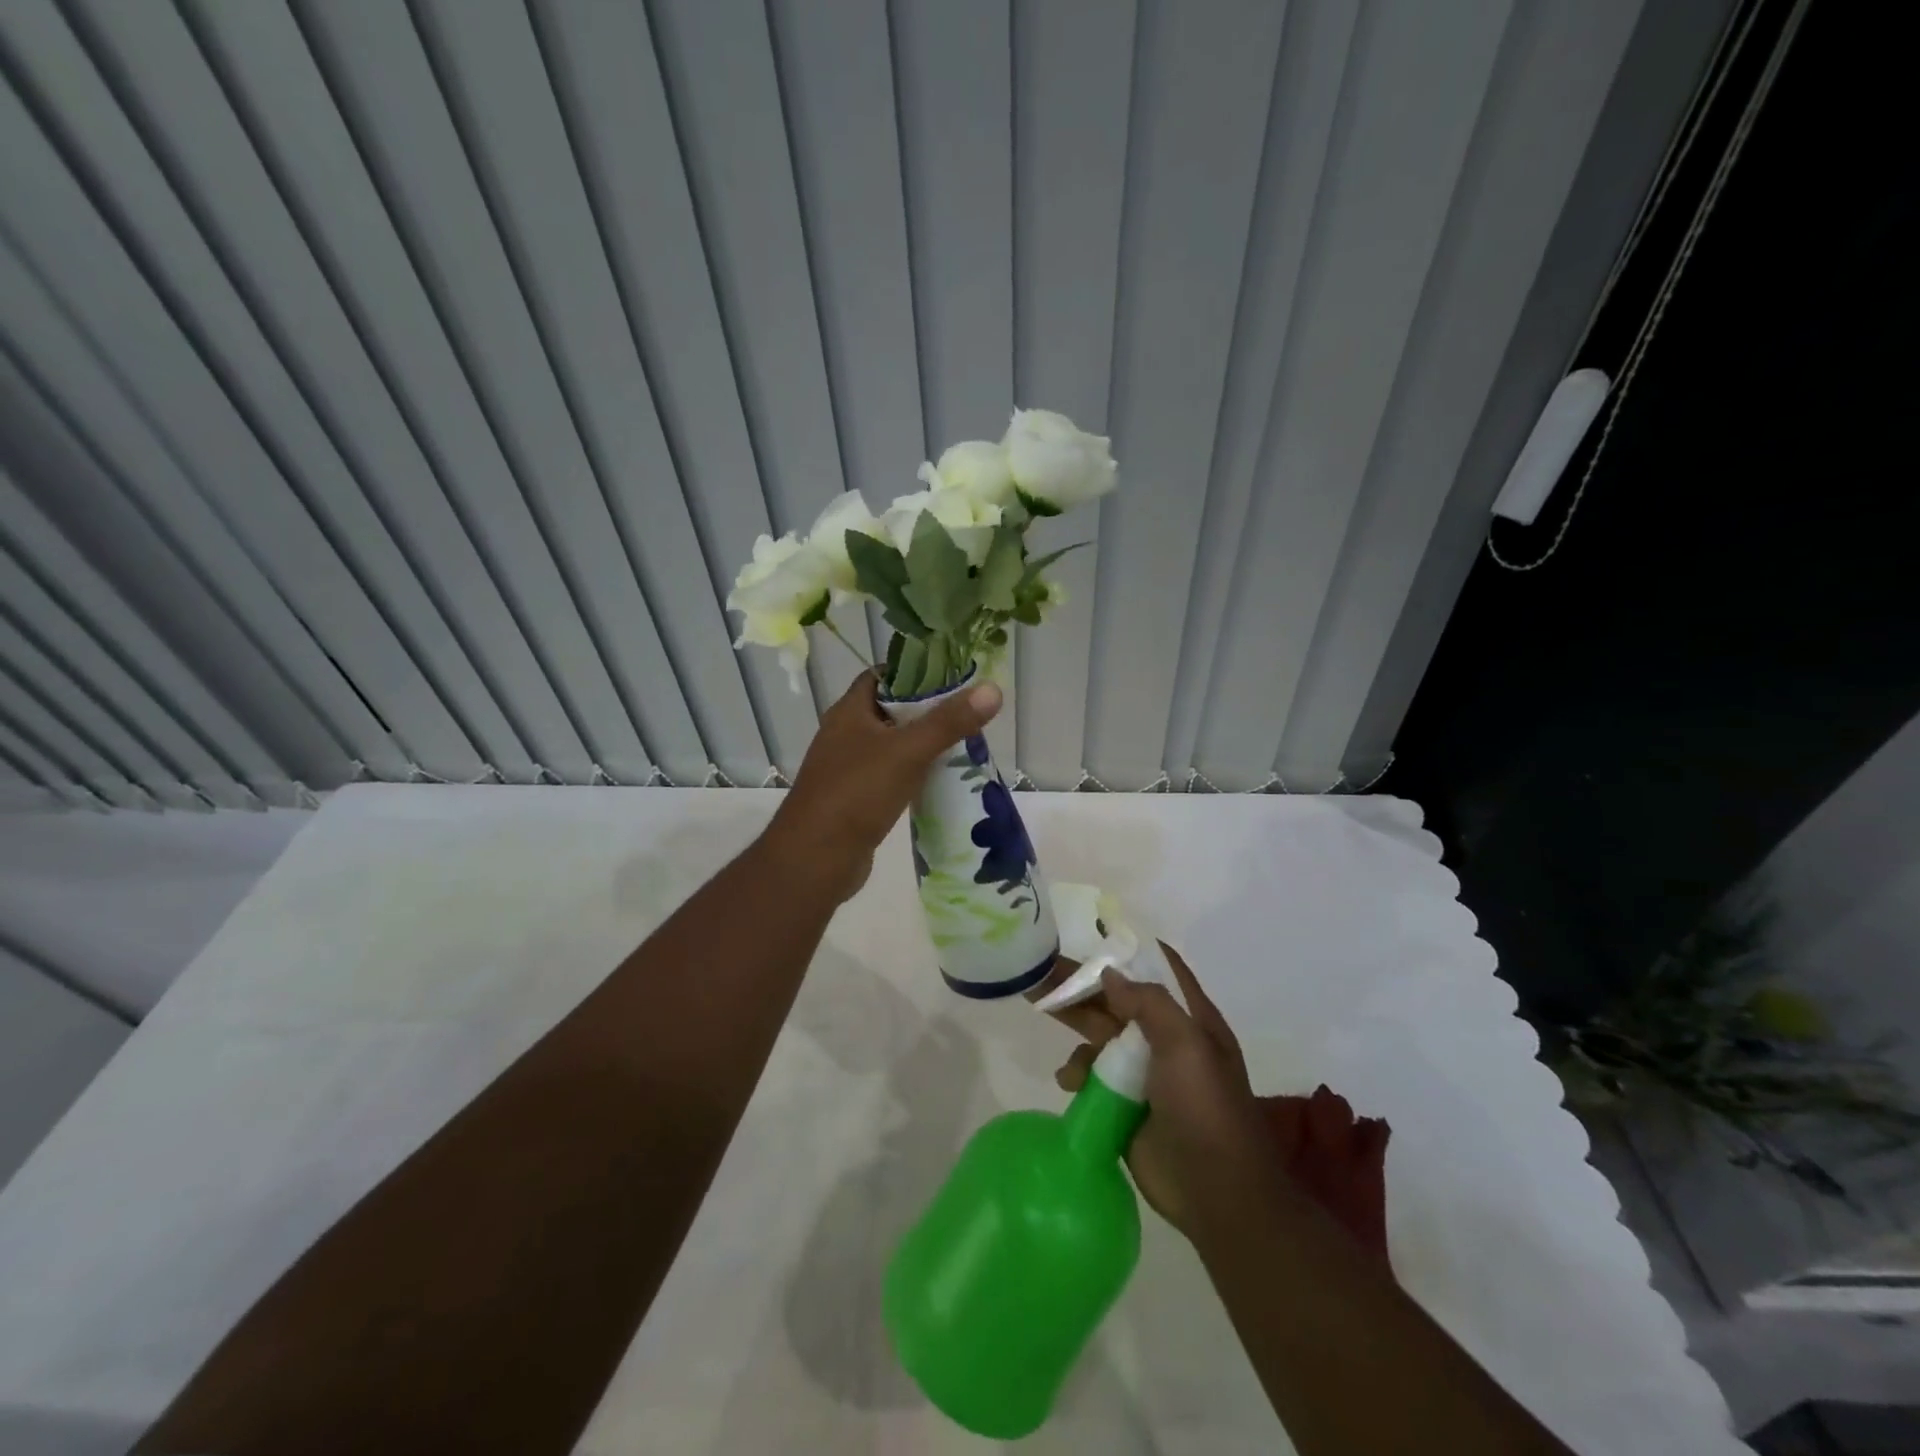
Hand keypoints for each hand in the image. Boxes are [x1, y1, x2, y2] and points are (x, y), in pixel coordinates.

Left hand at [764, 670, 1001, 901]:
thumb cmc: (856, 794)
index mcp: (849, 712)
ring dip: (922, 745)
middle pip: (890, 711)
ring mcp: (847, 769)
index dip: (915, 671)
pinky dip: (913, 775)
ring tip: (962, 745)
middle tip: (966, 713)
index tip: (952, 676)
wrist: (815, 860)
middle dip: (927, 710)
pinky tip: (939, 782)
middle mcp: (845, 735)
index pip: (881, 676)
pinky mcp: (855, 800)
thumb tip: (992, 689)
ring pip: (891, 747)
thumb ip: (949, 722)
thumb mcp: (908, 752)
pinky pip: (890, 777)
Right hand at [1046, 946, 1280, 1237]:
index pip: (1158, 969)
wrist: (1217, 1194)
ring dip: (1074, 1024)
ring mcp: (1143, 1074)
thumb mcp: (1186, 1045)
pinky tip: (1069, 1080)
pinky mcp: (1124, 1105)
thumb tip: (1110, 974)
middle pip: (1117, 1000)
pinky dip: (1077, 1071)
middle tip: (1039, 969)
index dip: (1127, 950)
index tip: (1089, 935)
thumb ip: (1149, 1004)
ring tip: (1041, 1010)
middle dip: (1081, 984)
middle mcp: (1164, 1039)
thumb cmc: (1205, 1108)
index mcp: (1188, 1018)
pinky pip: (1092, 1076)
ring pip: (1100, 1035)